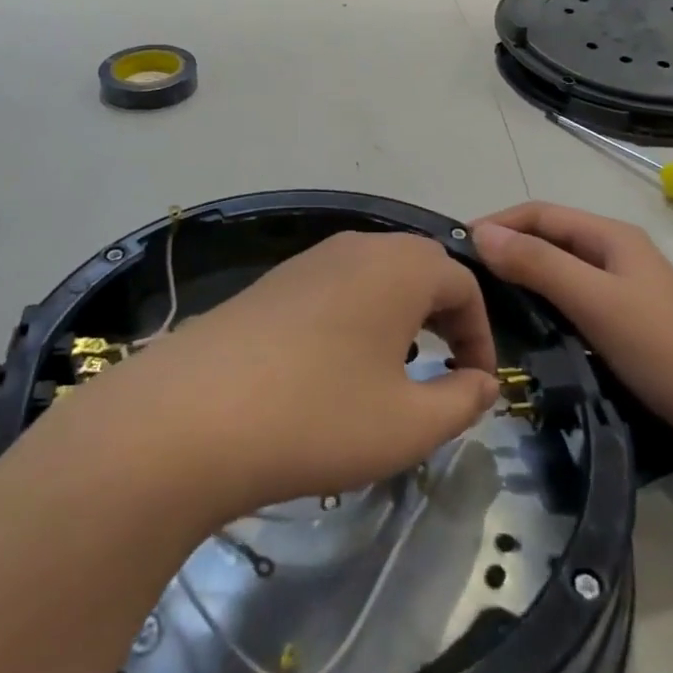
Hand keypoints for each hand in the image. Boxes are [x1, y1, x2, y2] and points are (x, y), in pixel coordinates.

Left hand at [109, 231, 501, 523]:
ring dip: (396, 318)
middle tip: (443, 372)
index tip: (477, 385)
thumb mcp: (409, 424)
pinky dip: (353, 320)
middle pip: (418, 270)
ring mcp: (305, 262)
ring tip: (390, 373)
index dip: (481, 335)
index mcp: (398, 267)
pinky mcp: (269, 285)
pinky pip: (332, 290)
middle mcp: (354, 248)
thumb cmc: (319, 417)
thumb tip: (482, 381)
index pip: (464, 285)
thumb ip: (462, 400)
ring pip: (373, 278)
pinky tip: (332, 369)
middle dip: (442, 319)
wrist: (190, 416)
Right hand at [471, 202, 672, 444]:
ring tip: (483, 306)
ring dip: (521, 281)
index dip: (496, 224)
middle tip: (465, 283)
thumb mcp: (593, 299)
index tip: (456, 251)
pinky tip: (522, 331)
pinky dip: (541, 308)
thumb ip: (537, 263)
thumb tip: (480, 233)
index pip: (539, 214)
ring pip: (557, 274)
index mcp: (611, 236)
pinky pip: (569, 303)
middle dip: (505, 252)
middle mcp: (614, 255)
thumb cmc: (661, 348)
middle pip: (547, 240)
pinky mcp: (622, 326)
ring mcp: (621, 291)